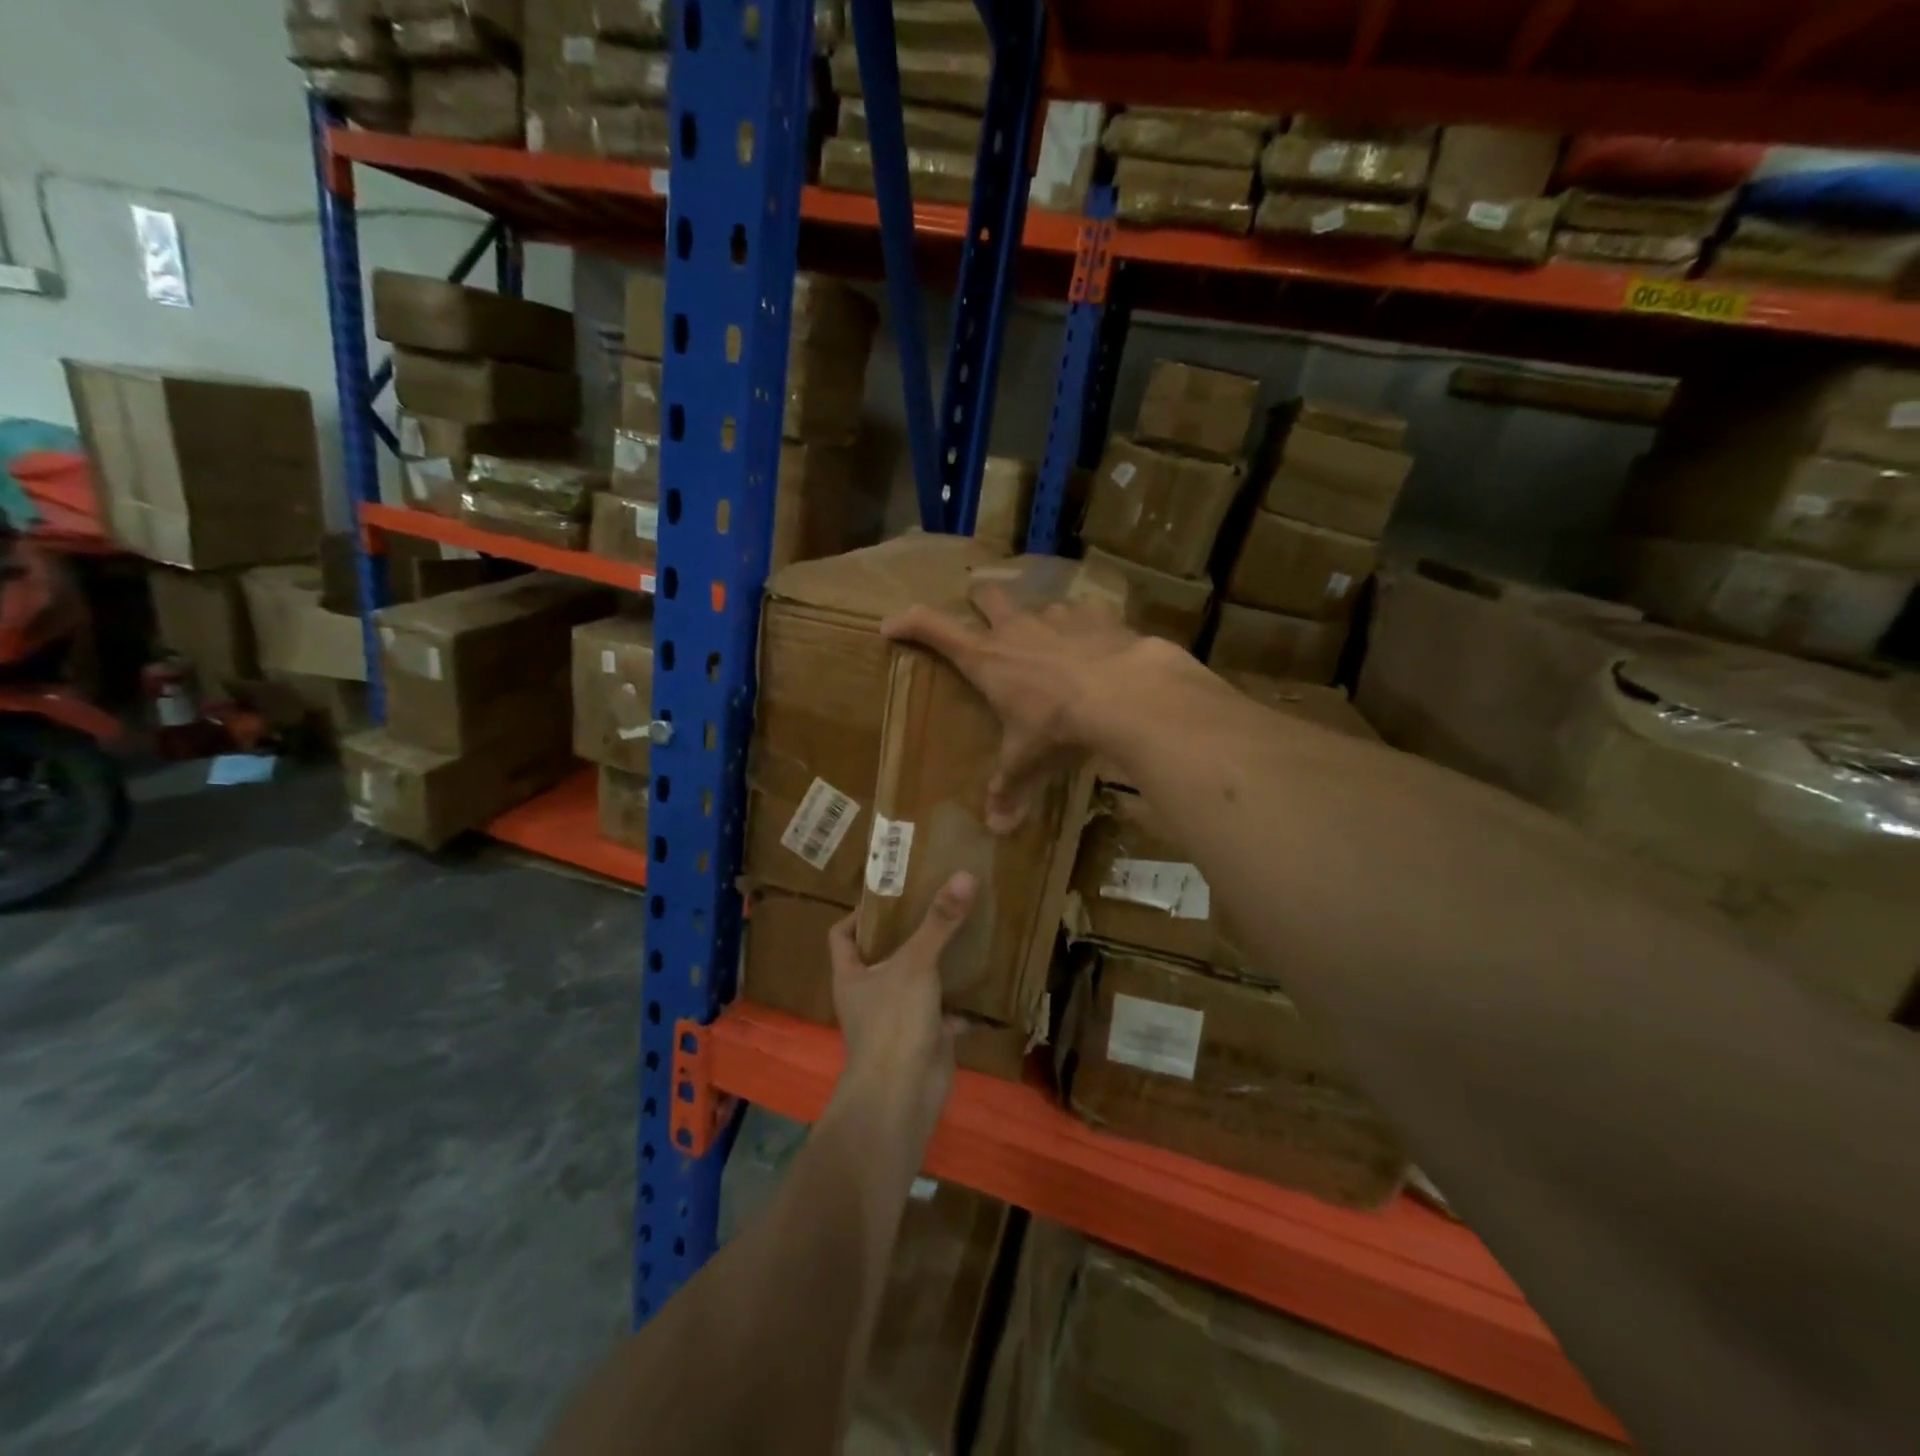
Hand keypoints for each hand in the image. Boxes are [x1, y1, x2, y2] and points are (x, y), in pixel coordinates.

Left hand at [827, 871, 975, 1145]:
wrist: (902, 1096)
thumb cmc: (893, 1022)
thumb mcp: (916, 964)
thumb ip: (939, 922)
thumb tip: (964, 875)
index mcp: (852, 975)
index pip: (842, 934)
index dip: (859, 914)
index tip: (890, 895)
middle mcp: (869, 995)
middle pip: (884, 956)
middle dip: (908, 935)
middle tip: (936, 905)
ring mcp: (896, 1019)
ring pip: (916, 983)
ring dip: (936, 966)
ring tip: (961, 934)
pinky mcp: (924, 1038)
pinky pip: (944, 1013)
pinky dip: (961, 1002)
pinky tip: (983, 982)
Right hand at [883, 581, 1170, 830]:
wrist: (1124, 695)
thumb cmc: (1059, 727)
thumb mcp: (1028, 761)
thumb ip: (1010, 789)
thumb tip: (998, 829)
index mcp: (988, 660)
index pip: (935, 630)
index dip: (909, 623)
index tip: (891, 625)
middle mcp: (1017, 630)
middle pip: (988, 596)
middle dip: (981, 600)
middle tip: (985, 613)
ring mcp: (1059, 617)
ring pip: (1041, 607)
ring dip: (1042, 623)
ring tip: (1055, 648)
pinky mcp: (1099, 616)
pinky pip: (1089, 614)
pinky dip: (1090, 629)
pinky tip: (1101, 648)